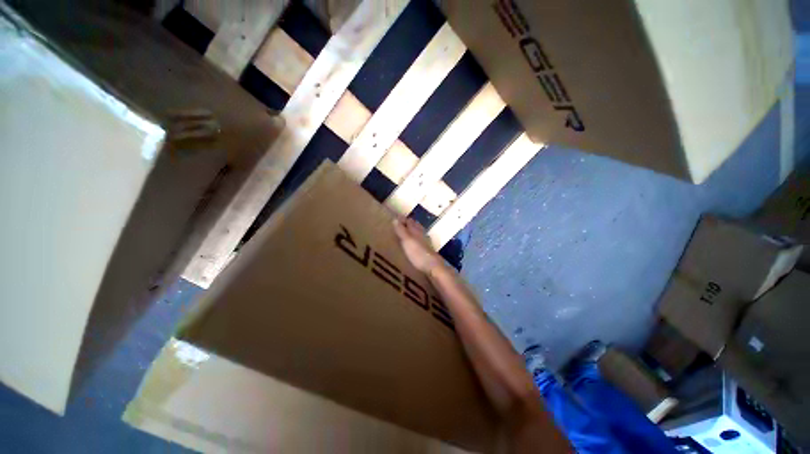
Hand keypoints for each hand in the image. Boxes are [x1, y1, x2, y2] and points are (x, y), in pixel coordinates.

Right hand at [392, 217, 443, 273]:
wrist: (432, 266)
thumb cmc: (418, 253)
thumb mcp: (407, 241)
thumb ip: (401, 230)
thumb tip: (395, 219)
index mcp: (416, 230)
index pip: (409, 220)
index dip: (402, 219)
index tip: (394, 218)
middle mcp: (421, 234)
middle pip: (414, 226)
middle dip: (406, 224)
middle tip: (397, 224)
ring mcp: (424, 242)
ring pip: (417, 232)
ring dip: (410, 231)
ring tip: (402, 233)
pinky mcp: (425, 250)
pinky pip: (418, 241)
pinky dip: (413, 239)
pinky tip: (411, 244)